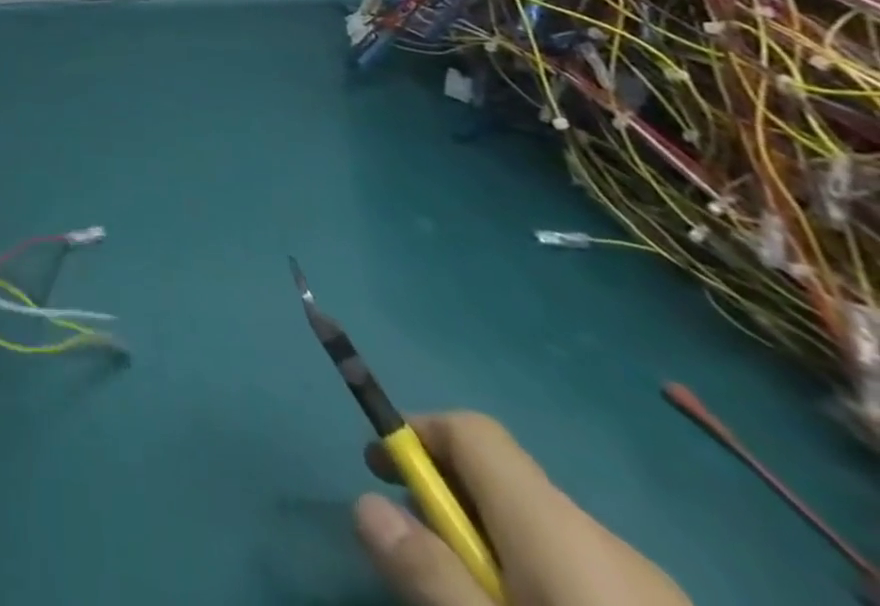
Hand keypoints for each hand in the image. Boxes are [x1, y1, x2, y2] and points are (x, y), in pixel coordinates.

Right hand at [353, 412, 690, 605]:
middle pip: (507, 483)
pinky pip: (588, 578)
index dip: (418, 433)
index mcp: (558, 526)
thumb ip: (430, 574)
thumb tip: (366, 504)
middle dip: (451, 503)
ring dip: (494, 549)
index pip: (474, 431)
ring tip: (478, 605)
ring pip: (546, 534)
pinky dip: (542, 583)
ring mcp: (653, 590)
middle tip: (423, 560)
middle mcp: (607, 541)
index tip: (381, 471)